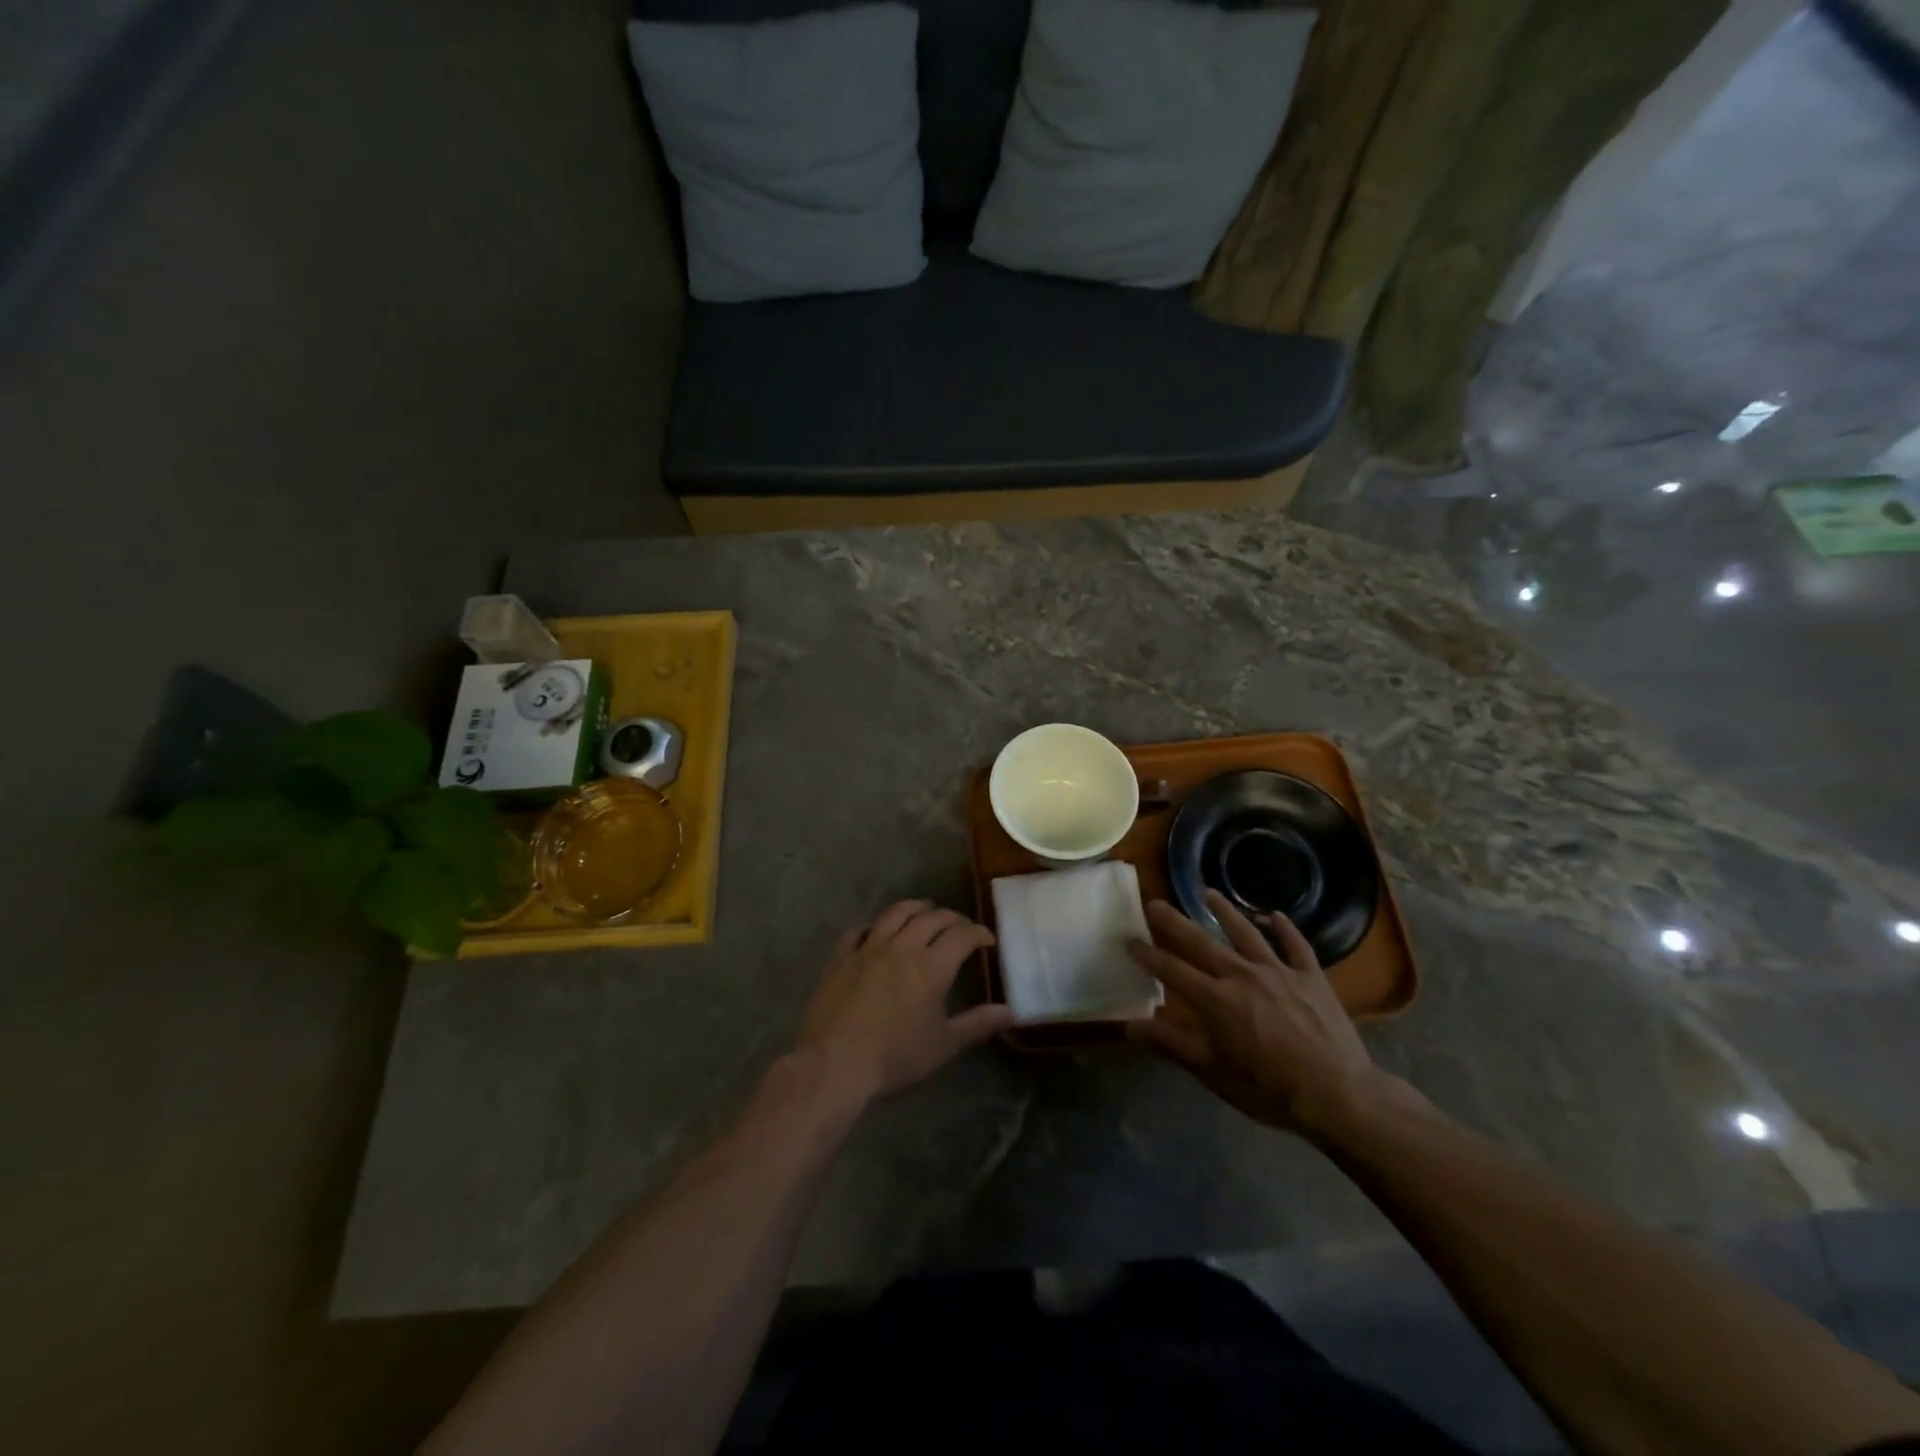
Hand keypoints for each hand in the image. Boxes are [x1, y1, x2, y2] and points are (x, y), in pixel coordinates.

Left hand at [798, 900, 1013, 1101]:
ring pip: (895, 914)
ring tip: (924, 911)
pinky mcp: (841, 957)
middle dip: (951, 918)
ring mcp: (868, 948)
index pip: (962, 936)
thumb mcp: (943, 1045)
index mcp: (931, 966)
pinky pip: (859, 930)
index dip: (978, 933)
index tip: (987, 939)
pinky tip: (876, 931)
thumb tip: (1011, 1012)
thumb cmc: (895, 1057)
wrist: (835, 1063)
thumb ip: (977, 1024)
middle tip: (960, 927)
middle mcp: (902, 946)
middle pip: (931, 918)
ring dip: (915, 908)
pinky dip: (874, 925)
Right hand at [1127, 891, 1382, 1135]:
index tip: (1130, 940)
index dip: (1149, 955)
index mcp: (1216, 1000)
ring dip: (1224, 910)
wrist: (1340, 1095)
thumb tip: (1129, 1026)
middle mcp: (1242, 975)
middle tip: (1155, 902)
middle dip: (1174, 921)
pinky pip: (1296, 946)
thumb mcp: (1213, 1073)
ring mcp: (1279, 972)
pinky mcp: (1311, 977)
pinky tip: (1276, 915)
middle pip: (1201, 942)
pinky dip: (1285, 929)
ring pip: (1246, 932)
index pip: (1172, 970)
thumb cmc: (1270, 1090)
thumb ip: (1171, 1044)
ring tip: (1208, 892)